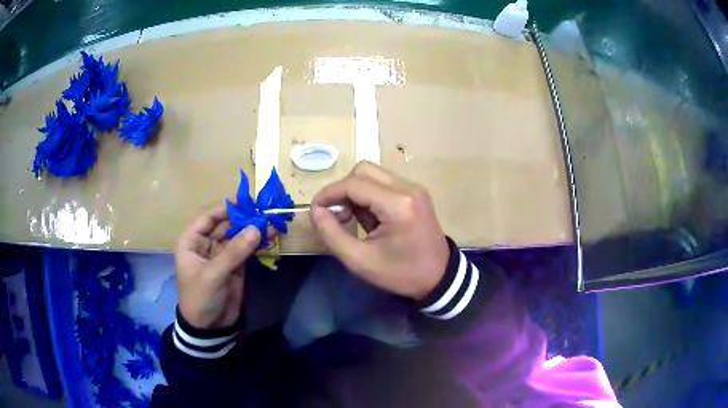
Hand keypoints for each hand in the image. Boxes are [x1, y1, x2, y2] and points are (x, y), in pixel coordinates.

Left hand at [175, 205, 260, 328]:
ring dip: (254, 230)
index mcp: (192, 242)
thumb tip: (256, 228)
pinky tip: (271, 237)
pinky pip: (247, 250)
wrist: (209, 327)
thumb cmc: (200, 298)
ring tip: (272, 223)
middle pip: (226, 225)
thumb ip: (234, 252)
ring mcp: (222, 255)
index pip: (207, 218)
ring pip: (238, 236)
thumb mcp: (213, 275)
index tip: (245, 201)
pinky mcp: (236, 266)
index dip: (225, 208)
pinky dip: (258, 243)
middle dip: (244, 218)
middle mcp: (207, 244)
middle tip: (265, 211)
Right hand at [310, 161, 449, 299]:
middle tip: (337, 215)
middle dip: (343, 190)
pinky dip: (369, 195)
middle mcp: (408, 188)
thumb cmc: (401, 273)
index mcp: (397, 205)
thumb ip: (332, 233)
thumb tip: (315, 210)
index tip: (315, 209)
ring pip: (373, 174)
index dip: (329, 193)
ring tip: (354, 220)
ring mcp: (414, 188)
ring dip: (356, 192)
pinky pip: (384, 183)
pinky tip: (370, 218)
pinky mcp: (416, 193)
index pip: (353, 184)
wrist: (439, 277)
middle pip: (363, 170)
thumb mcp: (360, 260)